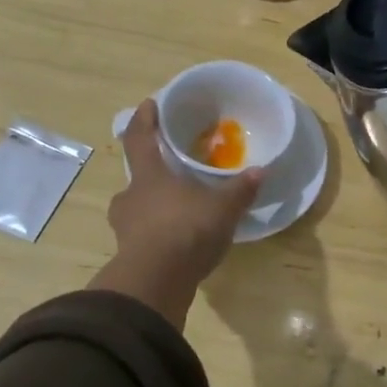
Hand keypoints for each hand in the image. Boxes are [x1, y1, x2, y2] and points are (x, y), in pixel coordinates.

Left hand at [90, 99, 262, 326]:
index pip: (140, 138)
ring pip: (139, 209)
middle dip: (154, 174)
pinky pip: (144, 236)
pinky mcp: (129, 255)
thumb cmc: (186, 230)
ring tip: (180, 211)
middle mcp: (130, 197)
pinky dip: (159, 234)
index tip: (149, 104)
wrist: (156, 282)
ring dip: (155, 207)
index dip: (144, 119)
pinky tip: (179, 242)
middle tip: (175, 174)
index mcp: (148, 176)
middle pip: (138, 177)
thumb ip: (240, 189)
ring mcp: (125, 228)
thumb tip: (261, 171)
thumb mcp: (223, 208)